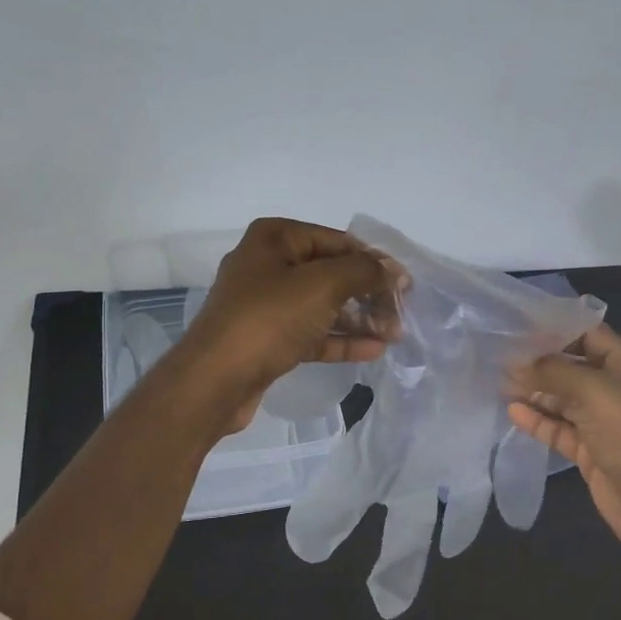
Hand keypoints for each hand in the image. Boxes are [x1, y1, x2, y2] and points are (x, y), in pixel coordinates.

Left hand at [177, 217, 399, 431]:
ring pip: (322, 306)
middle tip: (401, 313)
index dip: (373, 260)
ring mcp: (265, 305)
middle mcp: (267, 266)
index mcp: (274, 239)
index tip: (405, 283)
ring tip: (394, 334)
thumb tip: (393, 270)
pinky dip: (340, 340)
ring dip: (359, 318)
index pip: (337, 241)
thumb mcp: (322, 285)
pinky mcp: (267, 340)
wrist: (215, 380)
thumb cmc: (268, 319)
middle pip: (331, 274)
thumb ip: (363, 272)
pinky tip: (373, 350)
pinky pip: (311, 333)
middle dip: (368, 293)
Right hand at [507, 322, 620, 567]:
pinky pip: (559, 428)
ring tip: (498, 382)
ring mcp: (603, 421)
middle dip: (538, 362)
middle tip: (499, 356)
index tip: (516, 327)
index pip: (588, 335)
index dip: (555, 330)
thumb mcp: (595, 391)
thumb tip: (516, 365)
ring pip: (562, 399)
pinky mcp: (589, 450)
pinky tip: (512, 411)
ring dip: (534, 391)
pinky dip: (537, 420)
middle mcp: (617, 388)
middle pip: (571, 367)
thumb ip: (553, 372)